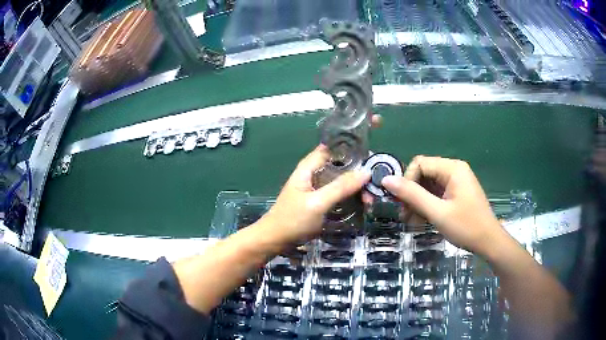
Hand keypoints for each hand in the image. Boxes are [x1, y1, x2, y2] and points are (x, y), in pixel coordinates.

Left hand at [261, 145, 369, 245]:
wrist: (276, 240)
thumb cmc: (293, 219)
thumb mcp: (318, 202)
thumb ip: (340, 187)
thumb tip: (366, 172)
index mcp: (309, 167)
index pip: (332, 148)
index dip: (351, 148)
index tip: (371, 155)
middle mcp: (314, 174)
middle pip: (340, 165)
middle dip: (357, 172)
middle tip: (375, 183)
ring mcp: (318, 188)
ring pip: (341, 181)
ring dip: (356, 187)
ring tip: (370, 198)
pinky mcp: (321, 201)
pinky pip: (339, 194)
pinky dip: (350, 196)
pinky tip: (362, 204)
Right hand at [381, 155, 501, 254]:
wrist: (489, 242)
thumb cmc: (466, 227)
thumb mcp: (437, 212)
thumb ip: (412, 195)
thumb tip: (386, 180)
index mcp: (452, 168)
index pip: (419, 164)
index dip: (407, 181)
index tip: (402, 204)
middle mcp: (454, 170)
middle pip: (423, 174)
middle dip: (411, 194)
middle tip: (404, 216)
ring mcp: (456, 182)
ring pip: (428, 186)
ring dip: (418, 203)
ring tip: (412, 223)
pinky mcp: (457, 193)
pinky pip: (436, 194)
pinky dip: (427, 206)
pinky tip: (422, 221)